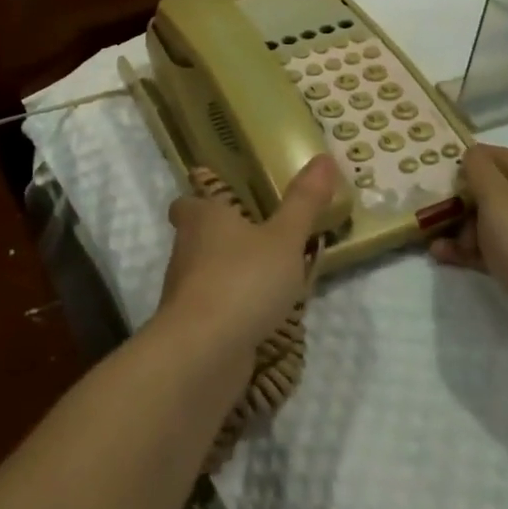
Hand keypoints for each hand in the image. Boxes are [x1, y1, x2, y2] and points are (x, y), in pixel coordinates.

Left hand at [156, 155, 337, 357]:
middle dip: (221, 239)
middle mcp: (185, 249)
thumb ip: (304, 202)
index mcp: (202, 218)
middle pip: (195, 237)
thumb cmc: (243, 279)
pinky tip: (258, 319)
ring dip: (228, 275)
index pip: (188, 201)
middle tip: (258, 241)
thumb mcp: (284, 238)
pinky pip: (212, 309)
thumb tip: (323, 157)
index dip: (202, 200)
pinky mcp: (190, 327)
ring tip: (267, 280)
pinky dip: (230, 310)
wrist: (203, 351)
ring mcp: (184, 291)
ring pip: (204, 273)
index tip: (226, 203)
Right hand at [430, 145, 507, 397]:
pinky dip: (474, 253)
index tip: (436, 170)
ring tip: (436, 244)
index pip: (499, 156)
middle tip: (433, 211)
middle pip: (494, 191)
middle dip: (461, 199)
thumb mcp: (499, 200)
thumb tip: (471, 154)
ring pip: (494, 225)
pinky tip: (448, 259)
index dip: (468, 158)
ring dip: (462, 230)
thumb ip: (480, 171)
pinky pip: (499, 252)